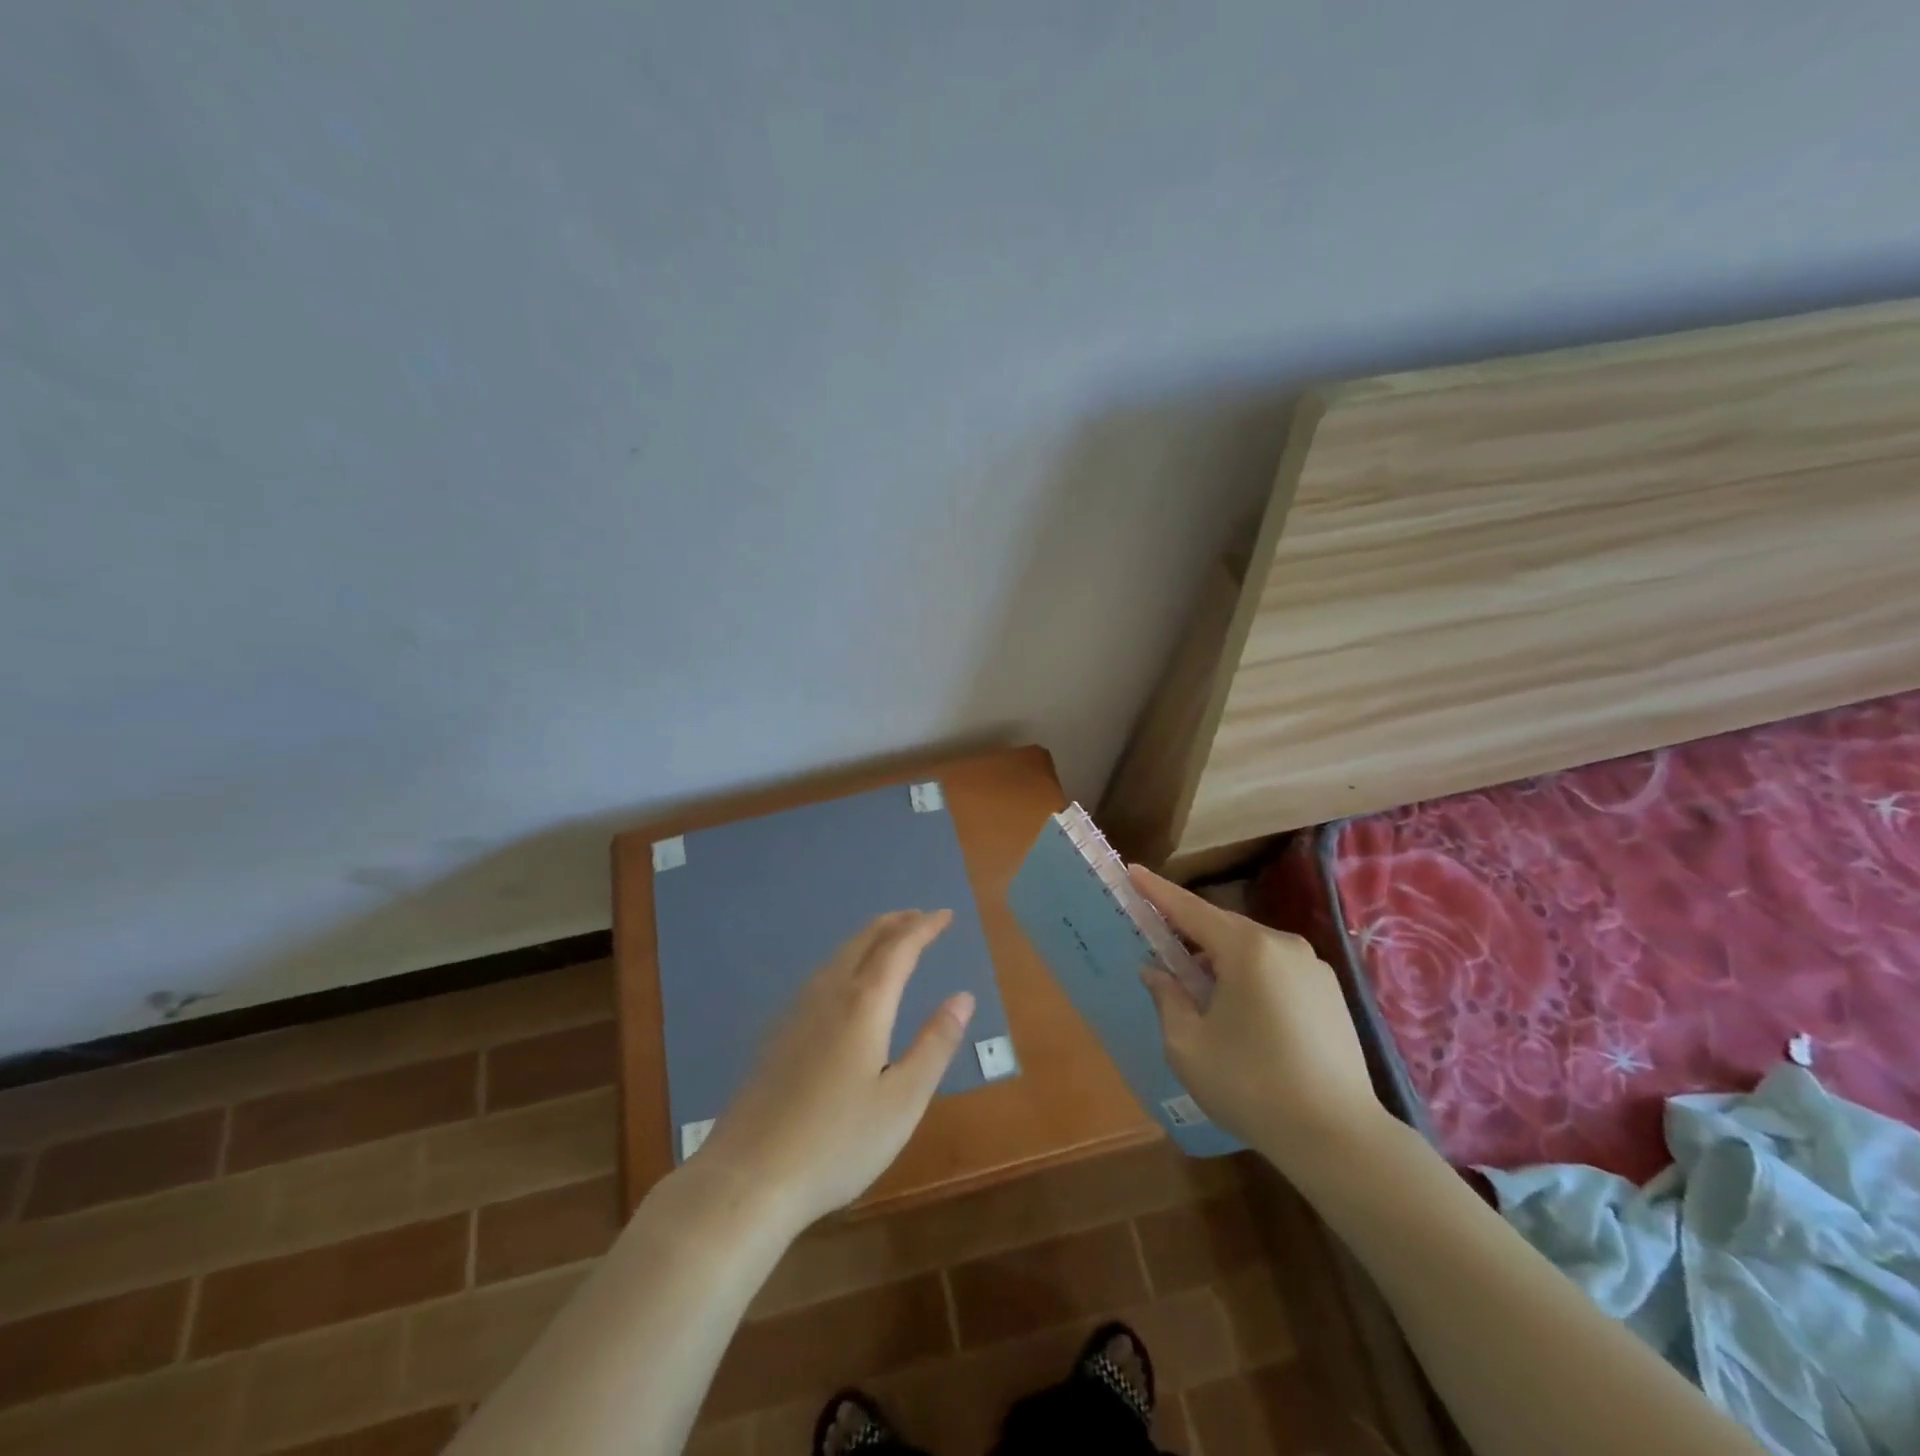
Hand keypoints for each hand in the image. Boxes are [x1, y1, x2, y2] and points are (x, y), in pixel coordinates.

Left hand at [695, 909, 974, 1227]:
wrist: (748, 1176)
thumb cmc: (837, 1143)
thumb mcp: (902, 1101)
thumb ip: (935, 1045)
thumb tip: (962, 997)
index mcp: (864, 1005)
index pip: (899, 948)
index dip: (925, 927)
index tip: (946, 914)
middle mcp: (828, 994)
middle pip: (864, 940)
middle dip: (895, 923)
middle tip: (920, 917)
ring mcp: (796, 1011)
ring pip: (838, 955)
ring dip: (869, 938)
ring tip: (889, 940)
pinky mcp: (777, 1033)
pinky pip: (820, 975)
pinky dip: (846, 959)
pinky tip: (845, 982)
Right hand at [1130, 866, 1387, 1173]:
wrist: (1338, 1137)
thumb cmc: (1250, 1086)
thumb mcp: (1188, 1046)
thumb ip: (1167, 998)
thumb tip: (1156, 971)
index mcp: (1247, 949)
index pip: (1190, 910)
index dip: (1157, 891)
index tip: (1132, 871)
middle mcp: (1283, 945)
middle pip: (1223, 927)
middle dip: (1189, 934)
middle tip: (1161, 948)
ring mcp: (1313, 968)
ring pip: (1251, 950)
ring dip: (1220, 960)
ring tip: (1200, 993)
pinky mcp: (1331, 993)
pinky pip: (1276, 969)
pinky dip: (1250, 977)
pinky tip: (1241, 1013)